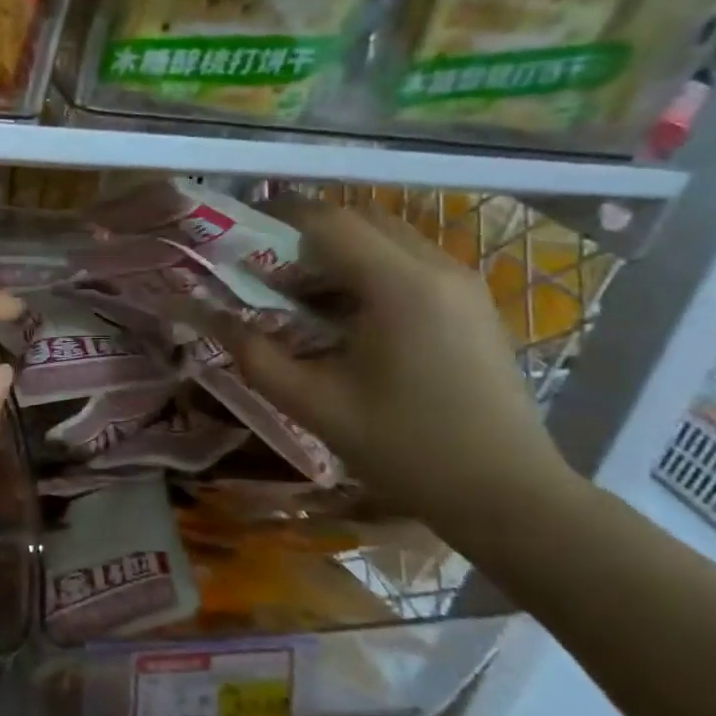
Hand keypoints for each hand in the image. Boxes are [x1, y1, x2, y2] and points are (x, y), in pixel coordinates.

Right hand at [190, 202, 576, 536]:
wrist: (509, 495)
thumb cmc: (405, 449)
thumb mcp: (313, 403)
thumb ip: (253, 353)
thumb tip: (206, 315)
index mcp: (398, 285)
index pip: (326, 221)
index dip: (275, 219)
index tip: (239, 238)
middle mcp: (436, 267)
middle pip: (357, 220)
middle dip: (305, 239)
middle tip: (269, 277)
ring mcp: (463, 283)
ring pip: (385, 238)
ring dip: (338, 255)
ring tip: (304, 302)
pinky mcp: (473, 303)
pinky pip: (409, 263)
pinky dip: (369, 272)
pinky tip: (350, 321)